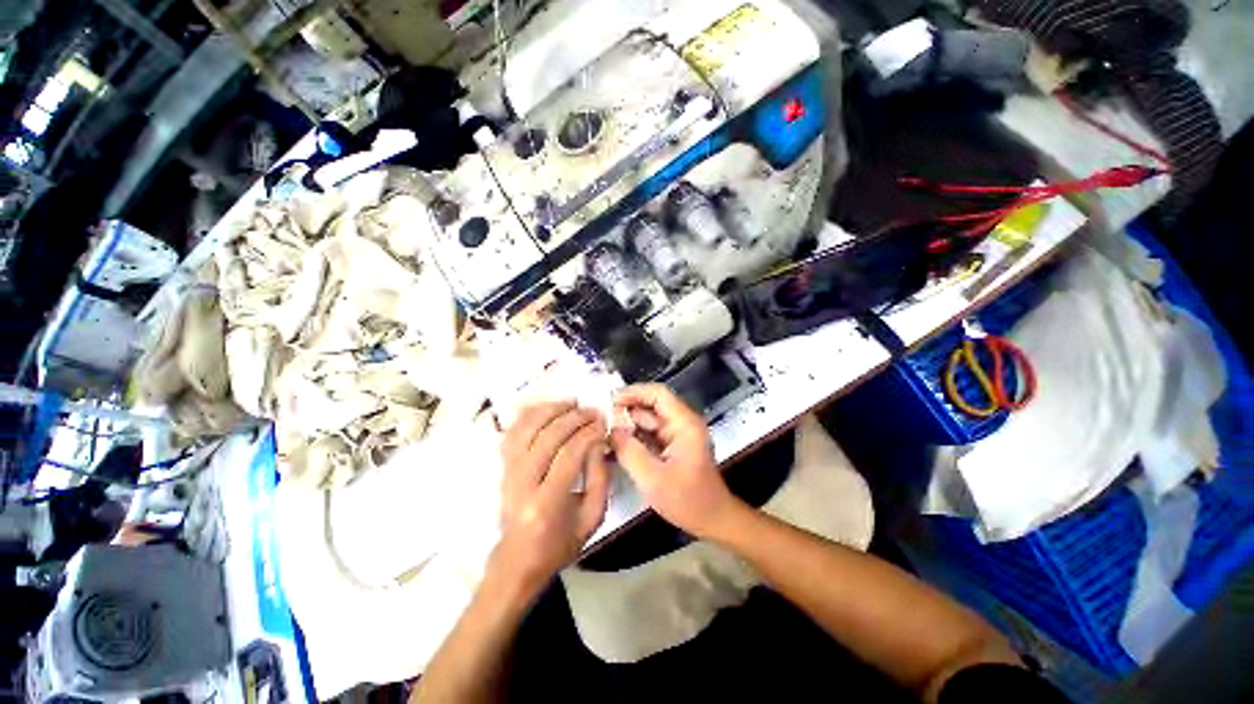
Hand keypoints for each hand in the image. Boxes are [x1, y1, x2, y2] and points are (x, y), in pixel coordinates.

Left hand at [492, 402, 610, 597]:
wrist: (518, 560)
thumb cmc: (560, 543)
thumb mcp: (592, 518)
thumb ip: (600, 478)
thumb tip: (599, 443)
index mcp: (546, 503)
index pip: (568, 455)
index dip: (588, 434)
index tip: (603, 425)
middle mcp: (522, 483)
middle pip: (547, 437)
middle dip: (574, 418)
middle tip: (592, 411)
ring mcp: (508, 472)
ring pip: (526, 428)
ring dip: (550, 410)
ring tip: (572, 403)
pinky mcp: (502, 467)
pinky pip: (513, 432)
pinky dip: (529, 415)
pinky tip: (547, 408)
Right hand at [609, 384, 742, 538]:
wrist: (712, 520)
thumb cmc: (687, 500)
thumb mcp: (653, 478)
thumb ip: (629, 451)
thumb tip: (610, 431)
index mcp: (684, 424)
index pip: (658, 394)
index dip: (634, 393)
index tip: (611, 402)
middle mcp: (682, 423)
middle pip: (651, 406)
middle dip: (627, 411)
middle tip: (602, 422)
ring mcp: (678, 434)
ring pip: (649, 420)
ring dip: (628, 425)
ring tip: (605, 435)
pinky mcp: (673, 445)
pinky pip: (650, 434)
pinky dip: (635, 437)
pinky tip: (617, 446)